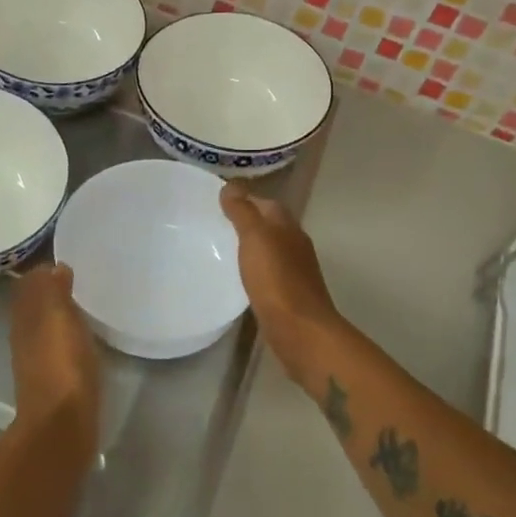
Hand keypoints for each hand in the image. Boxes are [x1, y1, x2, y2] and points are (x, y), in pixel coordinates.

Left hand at [9, 263, 100, 457]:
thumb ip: (54, 291)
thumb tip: (54, 267)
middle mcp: (25, 336)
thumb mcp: (59, 318)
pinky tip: (83, 338)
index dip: (44, 272)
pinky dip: (66, 337)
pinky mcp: (54, 381)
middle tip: (77, 279)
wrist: (63, 425)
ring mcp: (38, 360)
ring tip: (83, 305)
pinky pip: (57, 348)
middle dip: (49, 292)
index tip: (65, 262)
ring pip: (44, 327)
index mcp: (25, 317)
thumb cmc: (63, 365)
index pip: (29, 285)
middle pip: (34, 306)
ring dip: (58, 315)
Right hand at [219, 184, 342, 383]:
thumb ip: (243, 212)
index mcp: (288, 227)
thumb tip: (231, 185)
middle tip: (215, 224)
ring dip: (250, 247)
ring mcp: (294, 272)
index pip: (266, 204)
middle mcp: (295, 245)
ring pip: (270, 250)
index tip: (218, 202)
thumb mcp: (255, 238)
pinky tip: (238, 277)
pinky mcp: (288, 296)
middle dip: (247, 222)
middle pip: (270, 226)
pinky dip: (254, 269)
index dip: (245, 199)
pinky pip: (268, 273)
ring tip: (221, 249)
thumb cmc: (276, 280)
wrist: (300, 331)